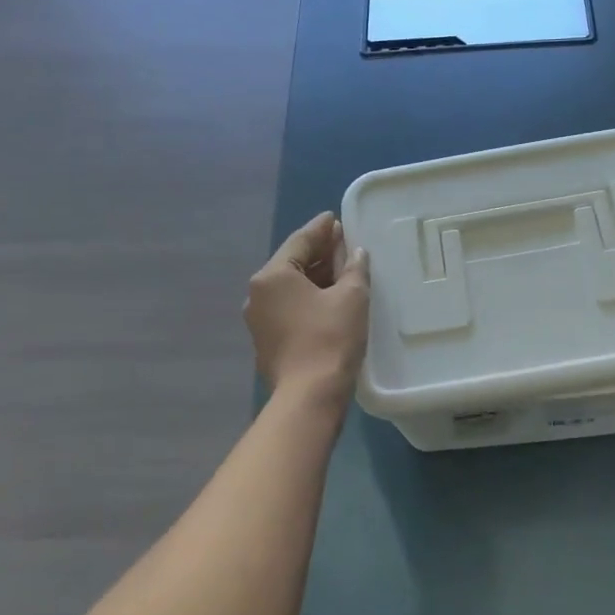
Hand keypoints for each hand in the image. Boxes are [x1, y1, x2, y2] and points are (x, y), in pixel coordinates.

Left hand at [245, 213, 369, 399]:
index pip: (300, 242)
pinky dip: (308, 298)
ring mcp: (259, 320)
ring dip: (315, 277)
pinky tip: (329, 300)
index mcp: (272, 276)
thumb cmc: (330, 338)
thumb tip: (356, 253)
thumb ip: (354, 268)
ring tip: (341, 270)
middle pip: (292, 264)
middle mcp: (258, 294)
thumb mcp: (351, 297)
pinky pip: (289, 308)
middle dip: (319, 253)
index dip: (321, 229)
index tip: (334, 218)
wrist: (309, 396)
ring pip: (290, 288)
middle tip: (343, 242)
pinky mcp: (267, 342)